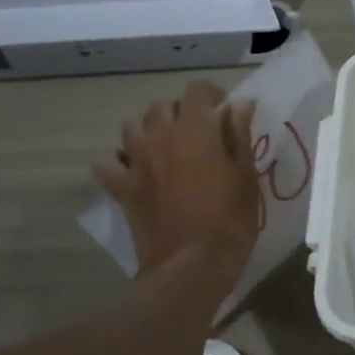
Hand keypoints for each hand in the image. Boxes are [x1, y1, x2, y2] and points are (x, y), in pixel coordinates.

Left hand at [94, 84, 261, 280]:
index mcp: (195, 129)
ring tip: (165, 149)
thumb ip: (240, 135)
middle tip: (198, 135)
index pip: (196, 90)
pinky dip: (118, 162)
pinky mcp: (121, 187)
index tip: (224, 113)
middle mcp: (160, 135)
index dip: (212, 96)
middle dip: (180, 113)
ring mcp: (135, 161)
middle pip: (162, 106)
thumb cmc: (230, 219)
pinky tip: (133, 171)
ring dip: (148, 130)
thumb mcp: (246, 176)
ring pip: (132, 126)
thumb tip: (240, 104)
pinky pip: (107, 163)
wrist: (192, 265)